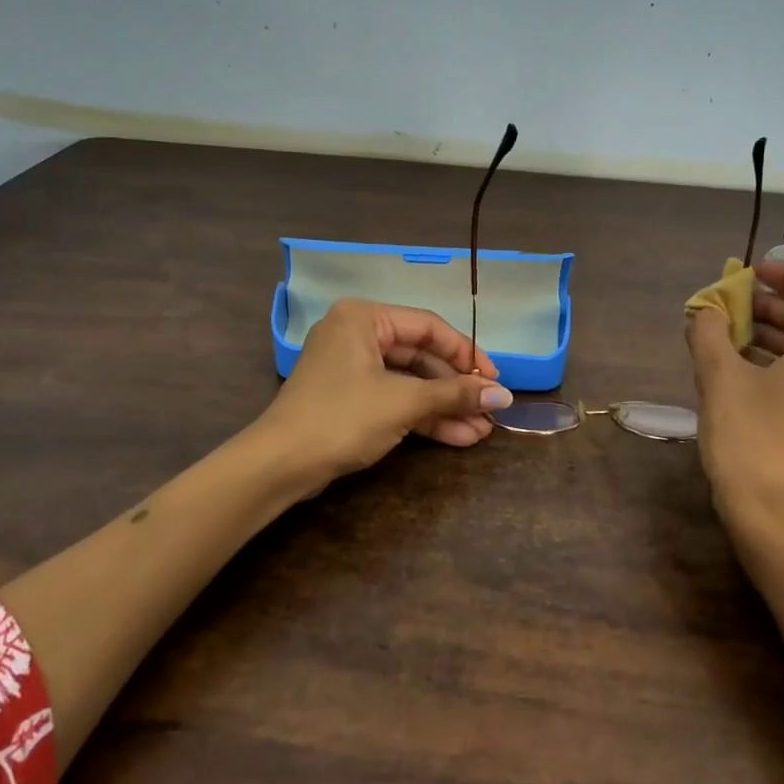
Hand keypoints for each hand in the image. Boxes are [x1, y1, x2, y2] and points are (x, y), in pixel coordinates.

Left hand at [261, 299, 513, 484]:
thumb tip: (504, 394)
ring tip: (481, 430)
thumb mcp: (403, 402)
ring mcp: (352, 369)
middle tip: (490, 409)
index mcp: (364, 317)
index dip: (466, 354)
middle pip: (421, 356)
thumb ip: (455, 395)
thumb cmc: (342, 418)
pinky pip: (395, 399)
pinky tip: (458, 436)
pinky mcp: (350, 399)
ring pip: (410, 382)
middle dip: (456, 388)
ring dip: (445, 407)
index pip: (429, 327)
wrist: (279, 466)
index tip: (495, 379)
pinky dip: (423, 417)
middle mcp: (357, 335)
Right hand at [687, 259, 783, 546]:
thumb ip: (709, 333)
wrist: (781, 522)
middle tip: (731, 305)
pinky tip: (745, 373)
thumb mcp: (720, 379)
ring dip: (774, 338)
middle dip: (772, 309)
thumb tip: (704, 312)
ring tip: (729, 337)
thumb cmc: (753, 439)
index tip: (752, 272)